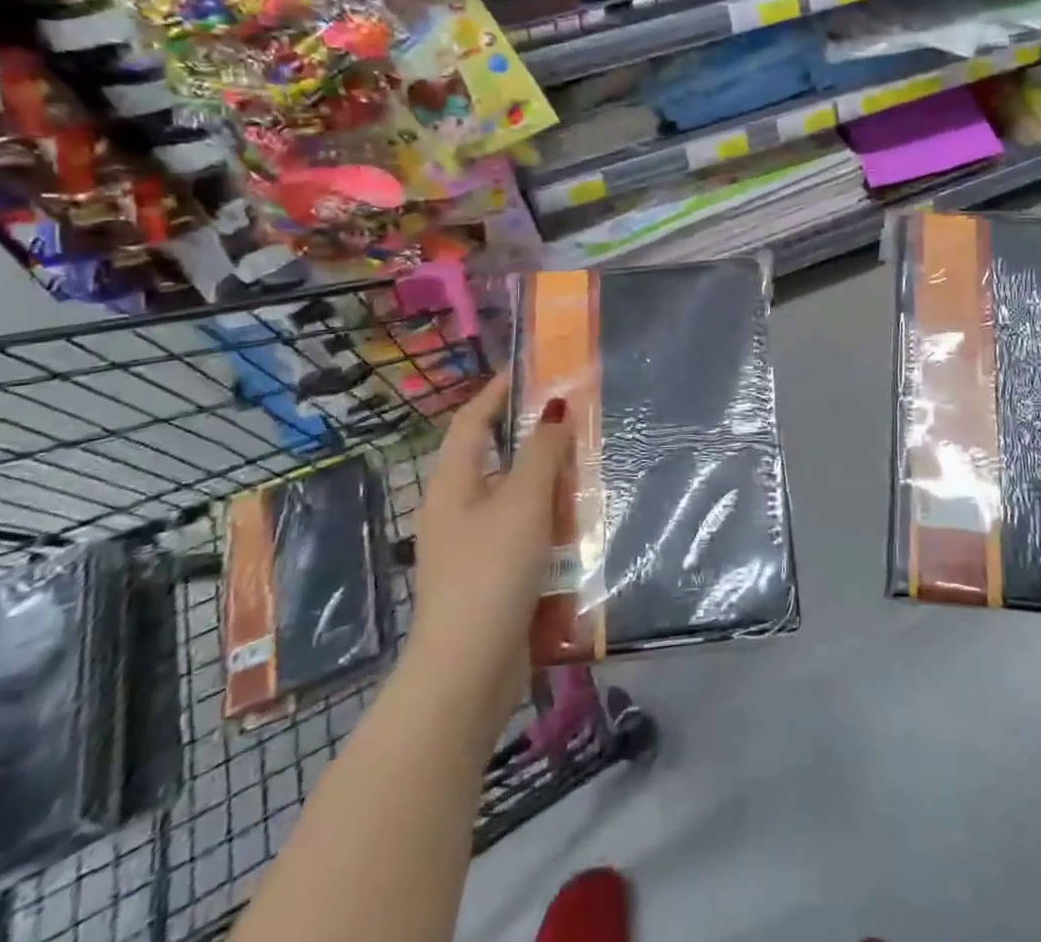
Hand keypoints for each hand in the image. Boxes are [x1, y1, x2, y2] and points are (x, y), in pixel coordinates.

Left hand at [400, 373, 570, 738]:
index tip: (534, 369)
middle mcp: (458, 507)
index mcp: (453, 483)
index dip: (498, 390)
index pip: (472, 420)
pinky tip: (580, 517)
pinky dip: (550, 514)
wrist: (468, 672)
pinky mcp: (493, 574)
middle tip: (576, 414)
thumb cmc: (491, 573)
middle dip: (533, 433)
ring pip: (514, 493)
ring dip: (547, 475)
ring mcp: (473, 544)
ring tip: (588, 460)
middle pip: (496, 455)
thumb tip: (557, 409)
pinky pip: (524, 527)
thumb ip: (542, 452)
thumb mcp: (523, 502)